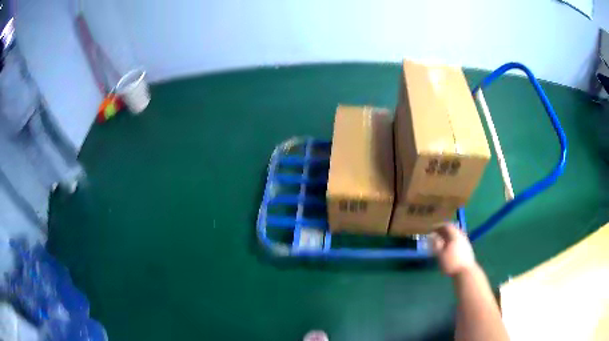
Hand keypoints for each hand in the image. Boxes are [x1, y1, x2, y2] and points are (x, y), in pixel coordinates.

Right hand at [430, 224, 477, 276]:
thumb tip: (432, 236)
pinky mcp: (467, 249)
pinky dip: (452, 242)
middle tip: (436, 235)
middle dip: (443, 231)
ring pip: (456, 236)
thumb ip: (436, 244)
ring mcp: (466, 242)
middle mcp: (461, 236)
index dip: (438, 226)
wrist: (466, 272)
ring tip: (441, 242)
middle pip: (452, 230)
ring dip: (448, 237)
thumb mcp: (440, 254)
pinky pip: (458, 241)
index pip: (447, 226)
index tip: (432, 230)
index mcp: (455, 235)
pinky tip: (449, 249)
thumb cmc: (451, 263)